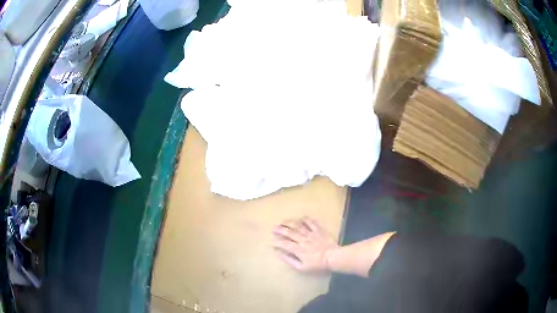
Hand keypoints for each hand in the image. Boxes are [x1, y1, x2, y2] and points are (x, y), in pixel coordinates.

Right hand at [272, 217, 338, 272]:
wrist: (333, 258)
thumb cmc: (318, 265)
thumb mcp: (302, 268)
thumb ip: (290, 261)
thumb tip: (280, 254)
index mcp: (298, 249)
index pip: (284, 244)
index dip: (276, 243)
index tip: (271, 243)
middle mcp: (303, 240)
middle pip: (289, 232)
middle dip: (280, 229)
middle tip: (274, 228)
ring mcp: (311, 234)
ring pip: (298, 225)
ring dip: (289, 222)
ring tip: (283, 221)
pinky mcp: (319, 230)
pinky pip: (311, 222)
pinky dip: (305, 219)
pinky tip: (301, 218)